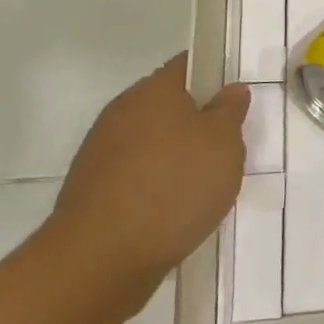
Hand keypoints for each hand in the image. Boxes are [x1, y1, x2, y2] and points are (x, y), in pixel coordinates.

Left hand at [39, 53, 246, 322]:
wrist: (100, 258)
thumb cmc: (174, 186)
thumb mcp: (224, 144)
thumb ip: (230, 111)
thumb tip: (230, 90)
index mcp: (155, 89)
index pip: (187, 66)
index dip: (213, 77)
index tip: (233, 101)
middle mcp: (122, 110)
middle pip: (167, 106)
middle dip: (194, 122)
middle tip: (225, 148)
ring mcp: (100, 151)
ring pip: (149, 142)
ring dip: (173, 157)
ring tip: (200, 188)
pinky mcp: (90, 190)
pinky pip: (132, 176)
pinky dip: (152, 186)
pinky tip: (170, 212)